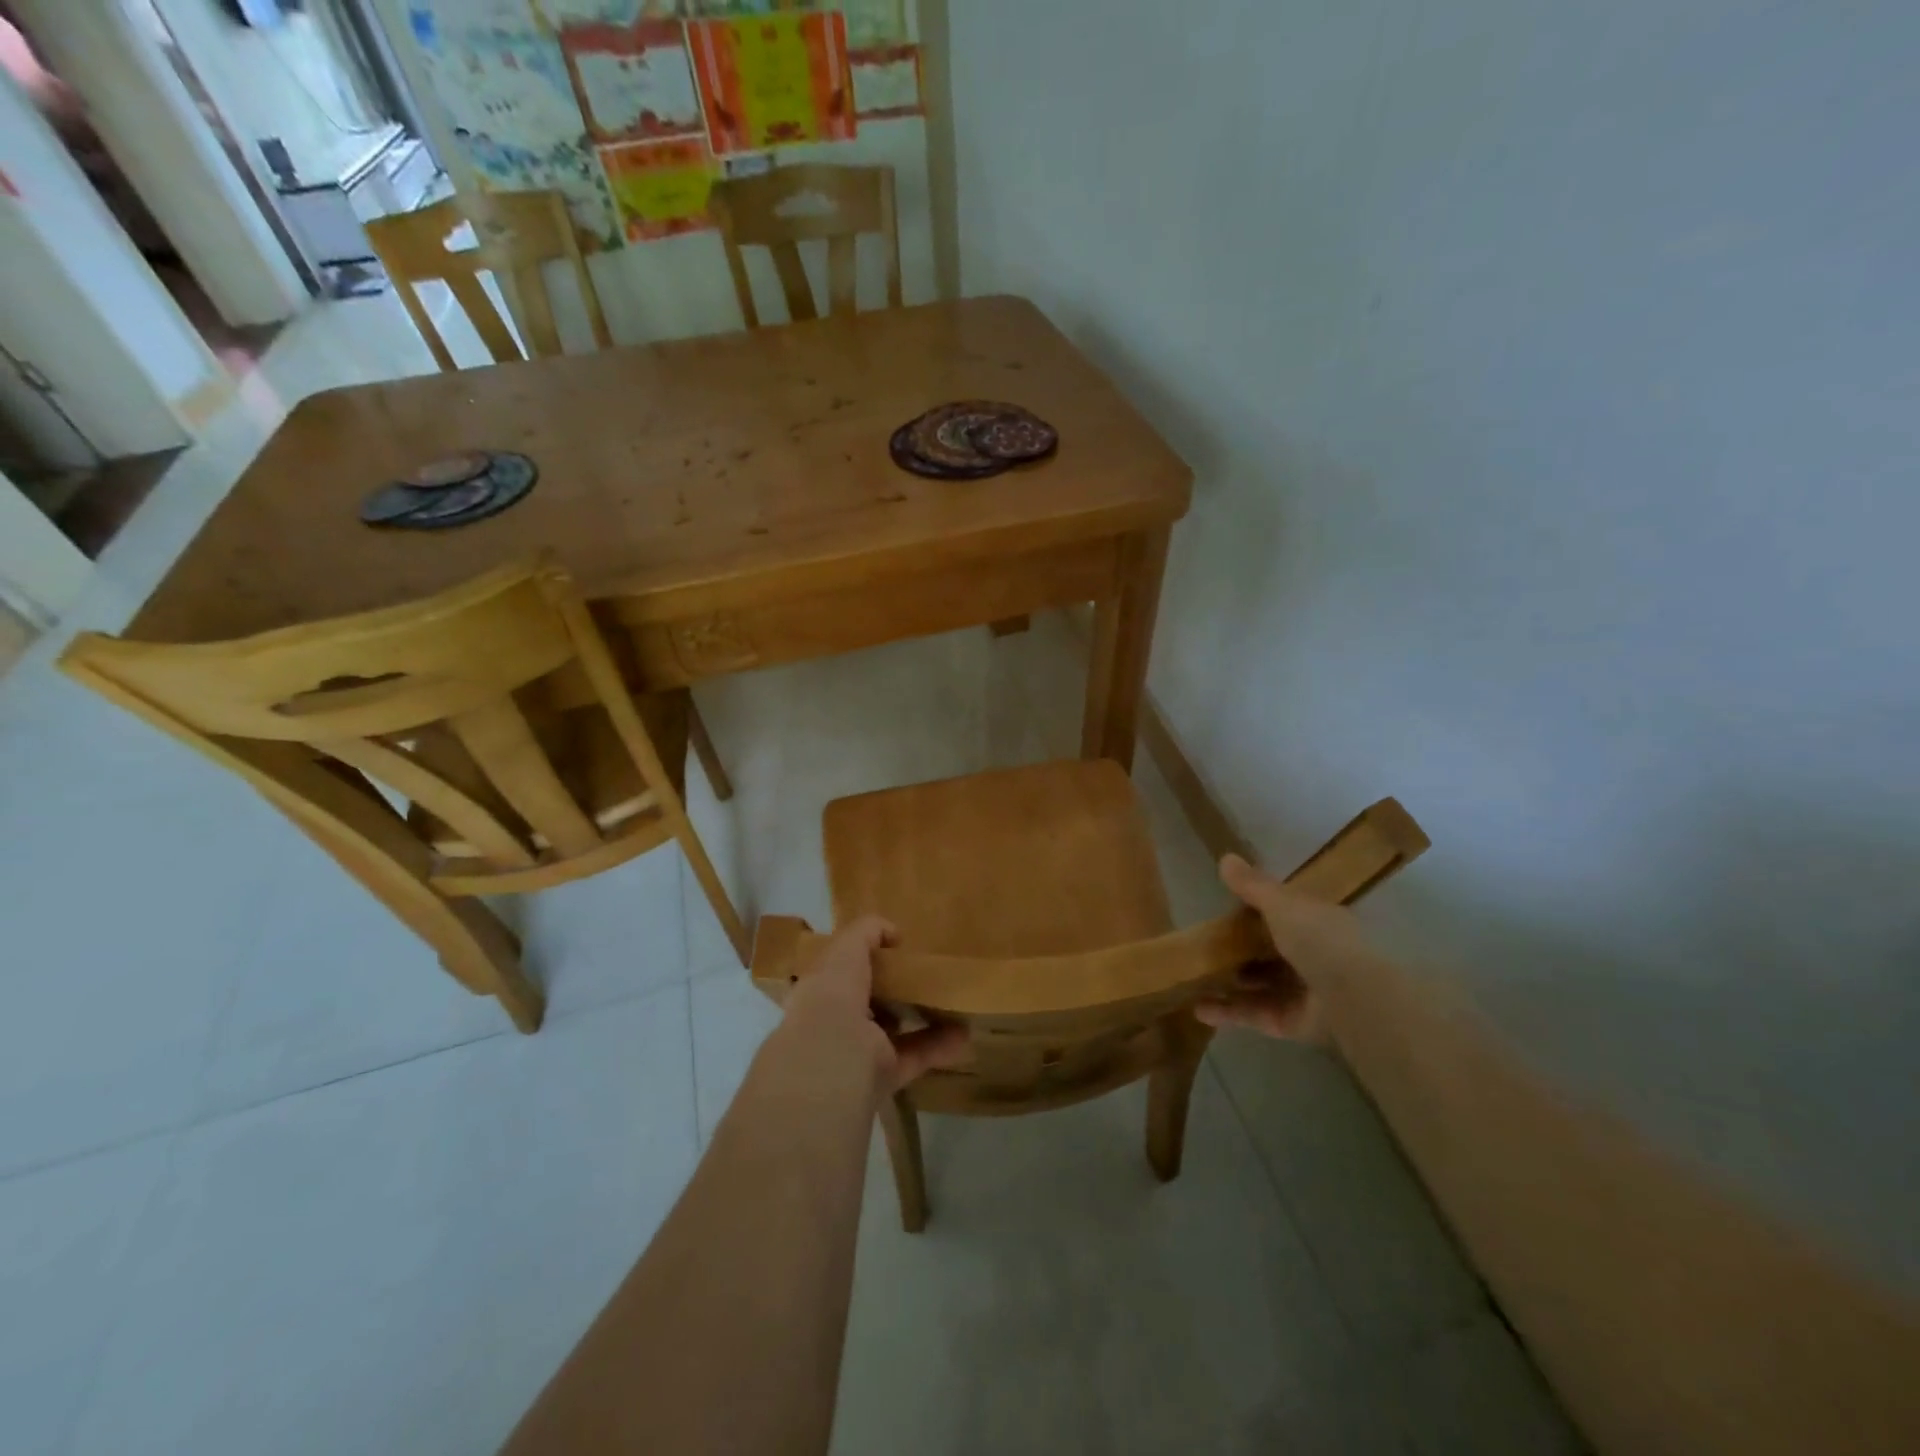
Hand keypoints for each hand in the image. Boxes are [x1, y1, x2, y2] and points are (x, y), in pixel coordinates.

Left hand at [781, 916, 969, 1095]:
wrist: (830, 1062)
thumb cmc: (832, 995)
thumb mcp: (846, 949)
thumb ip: (866, 933)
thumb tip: (893, 932)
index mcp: (820, 990)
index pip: (839, 971)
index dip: (862, 958)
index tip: (893, 949)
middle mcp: (836, 1022)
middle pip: (868, 1002)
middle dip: (893, 989)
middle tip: (922, 975)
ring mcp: (859, 1051)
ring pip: (893, 1030)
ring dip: (919, 1017)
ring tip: (950, 1003)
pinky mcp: (883, 1076)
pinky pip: (915, 1056)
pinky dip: (939, 1046)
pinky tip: (963, 1034)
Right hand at [1194, 854, 1358, 1037]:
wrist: (1354, 998)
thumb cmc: (1320, 938)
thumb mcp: (1282, 903)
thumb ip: (1252, 886)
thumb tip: (1225, 857)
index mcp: (1317, 923)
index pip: (1284, 914)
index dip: (1256, 911)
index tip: (1225, 909)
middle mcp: (1312, 957)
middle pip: (1269, 951)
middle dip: (1239, 950)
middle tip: (1204, 945)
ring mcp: (1302, 992)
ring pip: (1259, 985)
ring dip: (1229, 983)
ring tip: (1193, 978)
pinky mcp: (1292, 1023)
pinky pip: (1255, 1014)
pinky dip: (1229, 1012)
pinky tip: (1199, 1009)